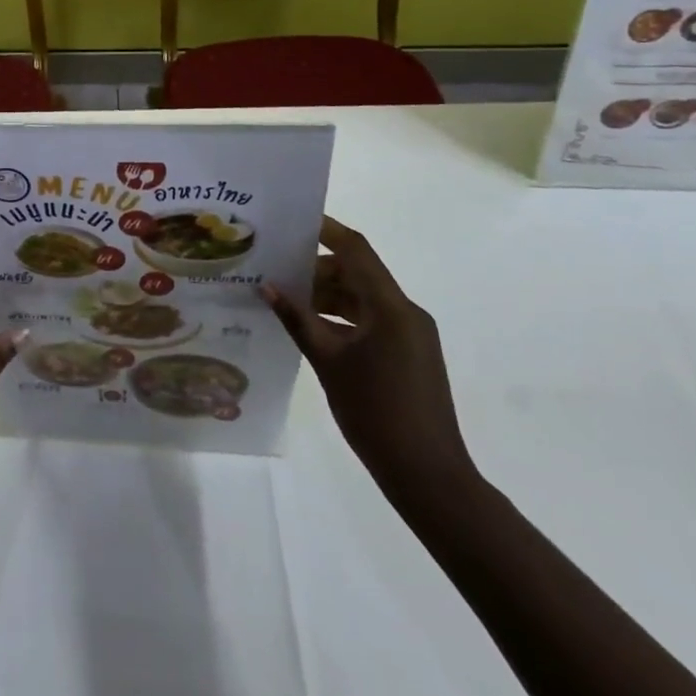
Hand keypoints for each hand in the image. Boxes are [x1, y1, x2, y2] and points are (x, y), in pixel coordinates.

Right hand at [262, 217, 473, 497]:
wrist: (428, 476)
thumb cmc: (376, 412)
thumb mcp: (328, 362)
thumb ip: (297, 319)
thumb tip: (266, 286)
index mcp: (391, 307)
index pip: (355, 250)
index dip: (325, 230)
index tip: (292, 219)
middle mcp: (405, 312)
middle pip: (357, 272)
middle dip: (315, 268)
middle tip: (274, 268)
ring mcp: (410, 334)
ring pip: (361, 297)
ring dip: (326, 294)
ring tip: (284, 299)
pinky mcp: (408, 354)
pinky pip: (370, 320)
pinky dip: (341, 317)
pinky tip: (309, 328)